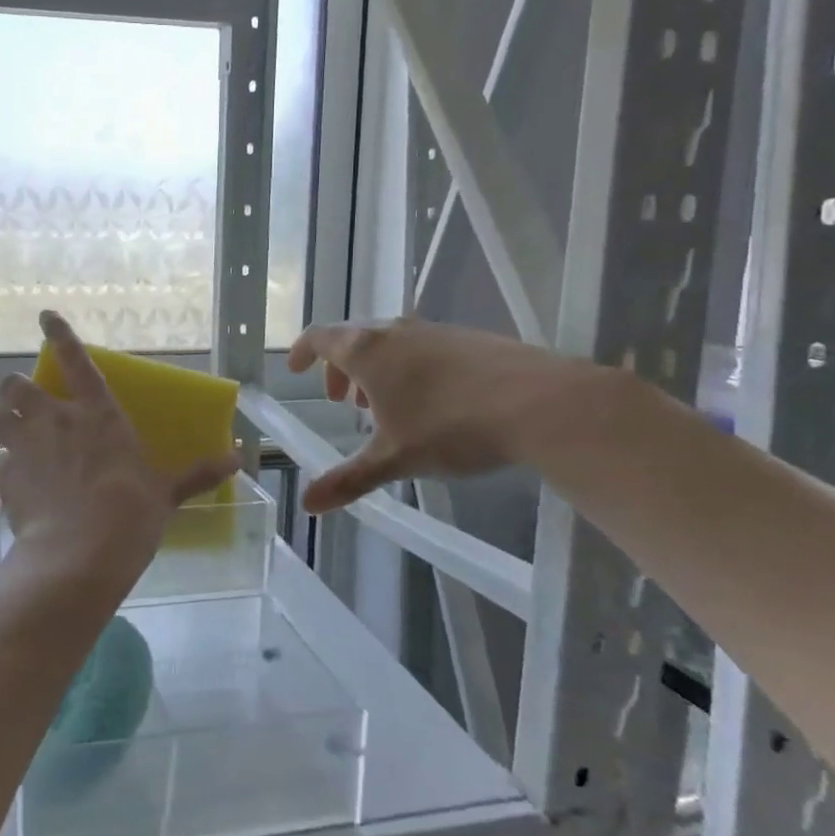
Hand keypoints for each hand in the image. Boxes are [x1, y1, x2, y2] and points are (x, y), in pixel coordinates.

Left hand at [0, 311, 240, 574]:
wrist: (79, 555)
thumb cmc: (130, 514)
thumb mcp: (166, 493)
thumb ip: (197, 474)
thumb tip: (238, 460)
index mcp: (98, 415)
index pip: (76, 361)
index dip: (59, 334)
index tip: (45, 315)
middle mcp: (55, 421)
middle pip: (16, 386)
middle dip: (13, 388)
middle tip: (18, 399)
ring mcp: (25, 447)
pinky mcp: (6, 478)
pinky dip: (1, 462)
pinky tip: (10, 477)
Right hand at [287, 317, 610, 512]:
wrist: (539, 402)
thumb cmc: (451, 426)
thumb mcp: (394, 459)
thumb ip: (348, 479)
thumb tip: (306, 504)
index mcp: (368, 351)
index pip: (320, 337)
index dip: (303, 351)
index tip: (295, 370)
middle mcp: (397, 331)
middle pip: (354, 339)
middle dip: (341, 369)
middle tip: (344, 403)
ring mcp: (436, 331)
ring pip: (391, 343)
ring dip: (377, 370)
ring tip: (386, 407)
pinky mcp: (470, 339)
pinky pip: (423, 347)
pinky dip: (409, 368)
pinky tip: (432, 403)